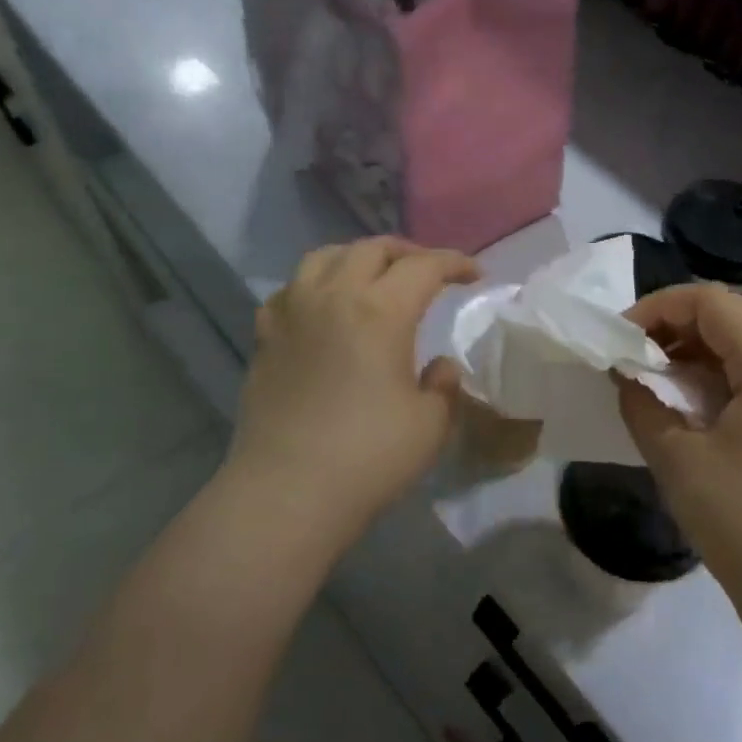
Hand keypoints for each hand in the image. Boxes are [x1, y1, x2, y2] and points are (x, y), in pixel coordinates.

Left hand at [226, 237, 477, 550]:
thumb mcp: (431, 425)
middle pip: (372, 249)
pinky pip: (291, 290)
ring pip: (324, 257)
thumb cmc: (369, 457)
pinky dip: (315, 285)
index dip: (455, 263)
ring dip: (358, 257)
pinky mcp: (265, 338)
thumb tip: (439, 367)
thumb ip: (444, 387)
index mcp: (380, 311)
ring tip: (375, 277)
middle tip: (430, 272)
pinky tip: (323, 306)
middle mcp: (333, 297)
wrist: (288, 492)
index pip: (424, 267)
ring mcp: (292, 314)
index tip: (476, 275)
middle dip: (408, 253)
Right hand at [618, 284, 741, 595]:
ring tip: (655, 380)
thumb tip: (627, 374)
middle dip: (676, 327)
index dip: (659, 308)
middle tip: (633, 358)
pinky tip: (689, 406)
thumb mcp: (678, 459)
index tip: (619, 338)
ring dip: (696, 352)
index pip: (713, 303)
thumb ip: (643, 403)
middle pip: (734, 317)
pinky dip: (719, 377)